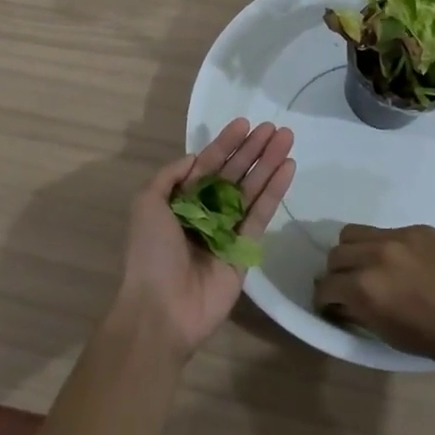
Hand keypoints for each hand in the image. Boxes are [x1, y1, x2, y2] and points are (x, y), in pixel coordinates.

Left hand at [112, 119, 295, 358]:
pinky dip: (274, 191)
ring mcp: (227, 231)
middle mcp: (205, 212)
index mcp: (180, 202)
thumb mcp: (146, 203)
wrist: (162, 310)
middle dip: (253, 150)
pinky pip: (261, 214)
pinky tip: (287, 167)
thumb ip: (170, 176)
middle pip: (234, 173)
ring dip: (268, 163)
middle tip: (275, 127)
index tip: (245, 124)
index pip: (208, 164)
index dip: (226, 144)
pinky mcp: (246, 250)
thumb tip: (196, 158)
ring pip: (251, 189)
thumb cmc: (151, 253)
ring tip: (287, 138)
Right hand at [312, 224, 434, 375]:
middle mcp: (375, 256)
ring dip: (353, 252)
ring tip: (369, 269)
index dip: (325, 301)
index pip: (326, 287)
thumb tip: (350, 305)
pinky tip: (402, 263)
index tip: (331, 309)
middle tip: (348, 290)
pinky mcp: (418, 227)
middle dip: (336, 274)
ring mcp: (397, 237)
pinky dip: (382, 246)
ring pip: (354, 234)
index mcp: (367, 290)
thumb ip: (368, 316)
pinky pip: (385, 232)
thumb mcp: (400, 339)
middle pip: (335, 255)